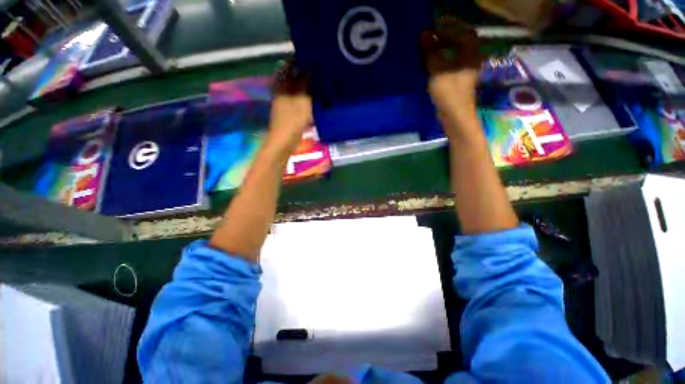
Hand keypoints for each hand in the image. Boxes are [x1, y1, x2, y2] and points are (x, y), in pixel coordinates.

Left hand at [266, 58, 312, 157]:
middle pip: (291, 77)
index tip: (311, 58)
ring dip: (304, 85)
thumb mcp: (302, 100)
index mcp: (282, 86)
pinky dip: (304, 97)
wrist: (284, 140)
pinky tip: (313, 99)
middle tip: (317, 71)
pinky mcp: (288, 111)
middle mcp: (281, 91)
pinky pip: (297, 99)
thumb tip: (309, 69)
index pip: (288, 66)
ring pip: (294, 88)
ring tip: (317, 83)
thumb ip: (305, 84)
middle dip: (303, 72)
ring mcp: (284, 102)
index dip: (298, 60)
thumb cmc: (293, 120)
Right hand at [421, 17, 481, 123]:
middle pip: (459, 40)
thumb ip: (431, 52)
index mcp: (471, 52)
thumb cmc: (449, 93)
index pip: (461, 31)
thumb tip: (424, 34)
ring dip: (442, 47)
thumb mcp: (438, 70)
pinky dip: (441, 58)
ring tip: (427, 47)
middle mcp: (471, 58)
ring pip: (454, 52)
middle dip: (444, 36)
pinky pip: (450, 62)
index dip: (447, 26)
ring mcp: (465, 70)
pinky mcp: (458, 79)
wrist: (455, 116)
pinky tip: (430, 61)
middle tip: (428, 36)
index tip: (432, 27)